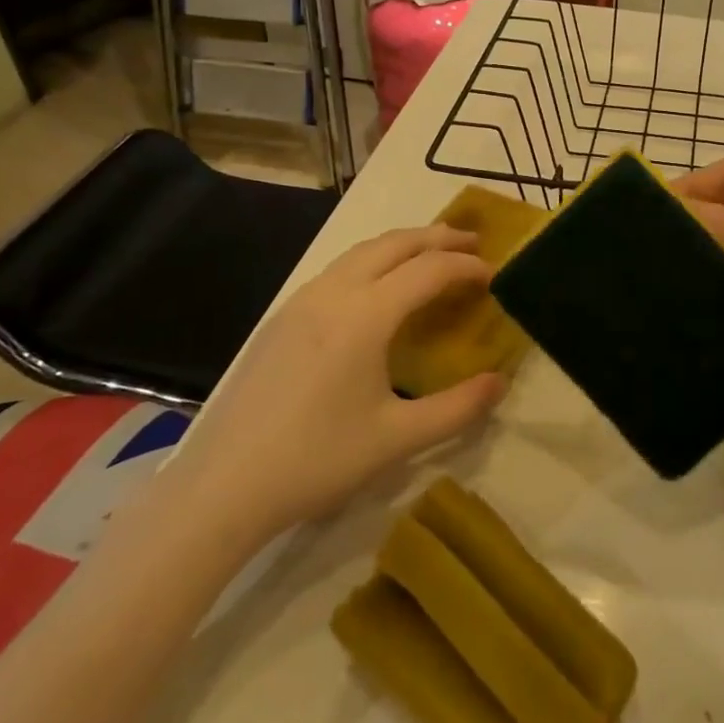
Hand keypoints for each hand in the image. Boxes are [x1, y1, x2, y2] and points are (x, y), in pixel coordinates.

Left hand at [164, 226, 506, 539]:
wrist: (223, 484)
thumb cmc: (317, 460)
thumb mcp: (397, 438)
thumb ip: (458, 408)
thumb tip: (500, 382)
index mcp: (366, 314)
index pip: (429, 270)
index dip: (467, 266)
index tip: (495, 272)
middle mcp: (334, 292)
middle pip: (395, 243)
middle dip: (438, 237)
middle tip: (472, 243)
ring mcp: (303, 300)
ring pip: (363, 250)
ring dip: (404, 244)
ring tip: (432, 255)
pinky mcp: (282, 316)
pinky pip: (339, 268)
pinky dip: (374, 260)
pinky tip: (379, 289)